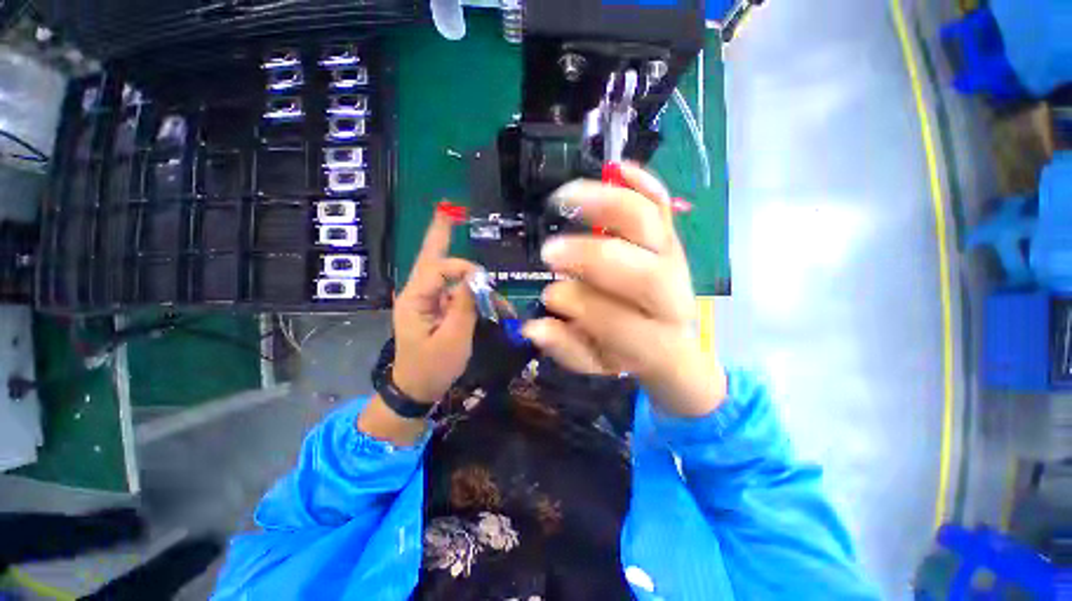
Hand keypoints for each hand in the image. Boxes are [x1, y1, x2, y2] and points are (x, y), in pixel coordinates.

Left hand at [391, 210, 479, 402]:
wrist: (416, 389)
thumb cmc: (432, 368)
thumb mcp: (453, 339)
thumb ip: (464, 306)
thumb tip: (476, 279)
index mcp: (415, 299)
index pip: (439, 269)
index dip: (464, 269)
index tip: (486, 282)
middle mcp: (418, 294)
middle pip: (431, 258)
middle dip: (440, 233)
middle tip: (448, 209)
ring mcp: (427, 300)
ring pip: (445, 273)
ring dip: (464, 268)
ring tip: (463, 242)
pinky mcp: (436, 309)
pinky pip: (454, 291)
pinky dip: (470, 289)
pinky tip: (485, 293)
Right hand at [522, 163, 725, 416]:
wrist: (671, 340)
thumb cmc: (628, 354)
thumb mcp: (596, 366)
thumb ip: (566, 349)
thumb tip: (533, 328)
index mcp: (654, 343)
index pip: (618, 320)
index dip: (580, 305)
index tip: (549, 294)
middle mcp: (672, 298)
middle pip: (641, 271)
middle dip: (591, 257)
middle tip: (549, 250)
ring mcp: (674, 261)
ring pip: (650, 226)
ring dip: (606, 206)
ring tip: (565, 197)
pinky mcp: (672, 239)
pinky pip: (663, 205)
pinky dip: (641, 182)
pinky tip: (615, 168)